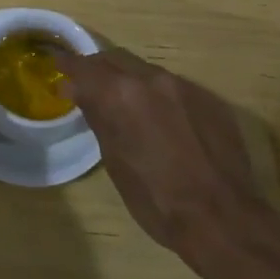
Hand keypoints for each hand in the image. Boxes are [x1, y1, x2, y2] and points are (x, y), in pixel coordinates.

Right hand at [59, 49, 279, 275]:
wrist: (223, 219)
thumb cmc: (158, 200)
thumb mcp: (115, 161)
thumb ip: (98, 118)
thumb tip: (78, 92)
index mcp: (123, 94)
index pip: (86, 67)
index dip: (68, 65)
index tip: (56, 65)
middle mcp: (153, 79)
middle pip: (116, 59)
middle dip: (98, 68)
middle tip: (85, 82)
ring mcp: (185, 87)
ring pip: (147, 71)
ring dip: (129, 80)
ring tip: (122, 101)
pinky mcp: (210, 100)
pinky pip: (174, 87)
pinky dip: (158, 95)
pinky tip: (160, 119)